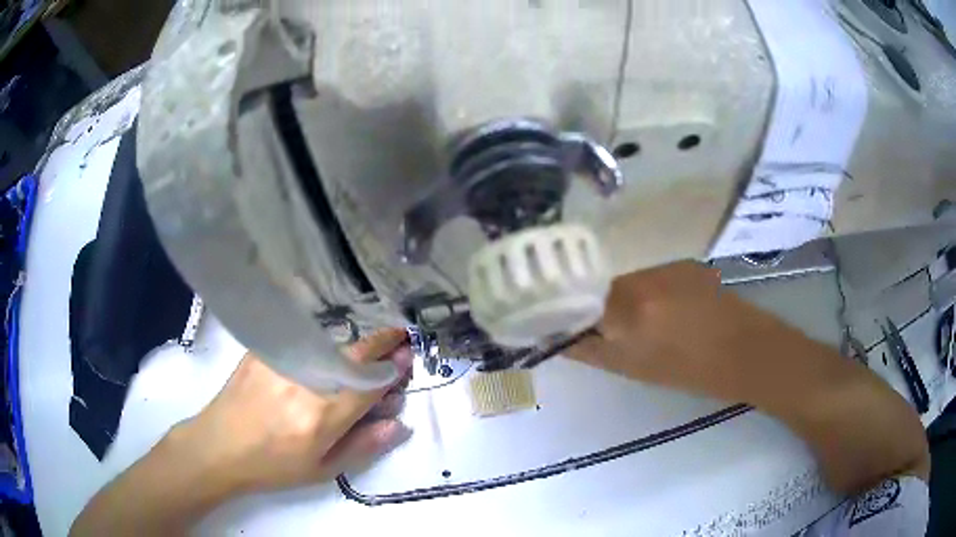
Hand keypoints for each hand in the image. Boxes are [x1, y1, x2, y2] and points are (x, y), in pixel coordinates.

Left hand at [167, 328, 414, 496]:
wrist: (220, 446)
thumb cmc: (273, 466)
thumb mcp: (322, 470)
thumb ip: (364, 446)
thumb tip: (399, 425)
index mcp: (323, 416)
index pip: (370, 384)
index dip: (392, 369)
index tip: (407, 357)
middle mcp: (305, 382)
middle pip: (353, 353)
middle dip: (381, 343)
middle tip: (397, 339)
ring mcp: (281, 361)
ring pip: (329, 342)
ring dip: (354, 342)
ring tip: (364, 349)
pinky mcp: (263, 350)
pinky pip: (302, 339)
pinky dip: (323, 341)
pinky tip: (326, 349)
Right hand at [566, 261, 795, 402]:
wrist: (743, 350)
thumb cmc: (689, 371)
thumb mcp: (633, 368)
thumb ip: (590, 349)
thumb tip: (556, 336)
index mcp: (627, 311)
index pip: (574, 299)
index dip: (563, 307)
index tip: (557, 319)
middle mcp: (641, 279)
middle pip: (598, 284)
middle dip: (594, 303)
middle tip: (603, 325)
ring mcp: (664, 265)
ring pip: (625, 278)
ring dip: (622, 296)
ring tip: (639, 318)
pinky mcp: (681, 261)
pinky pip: (649, 273)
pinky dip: (646, 289)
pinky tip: (665, 306)